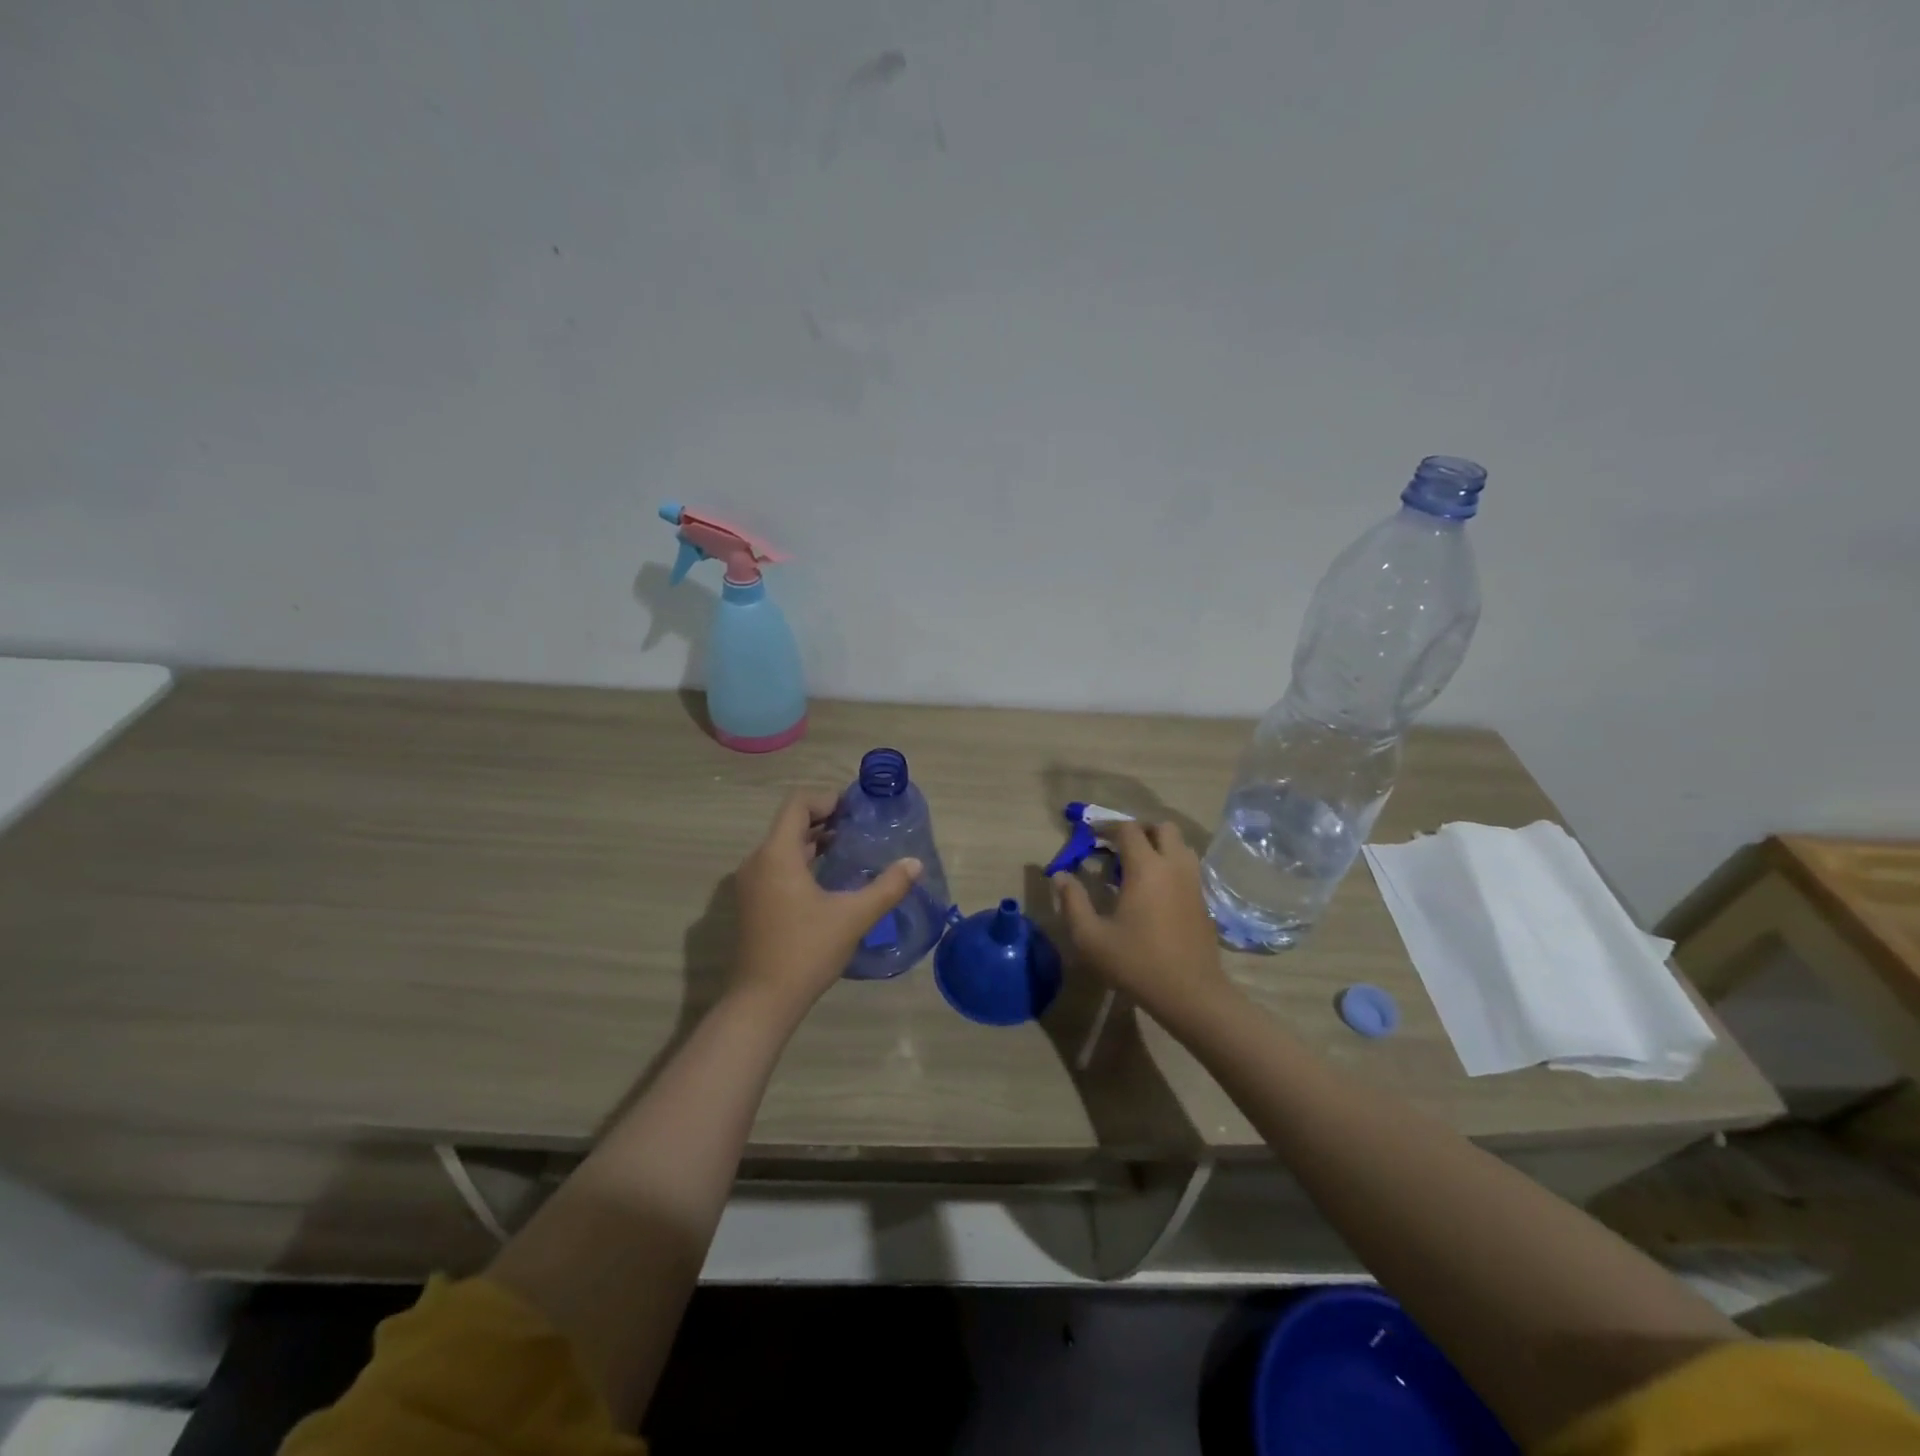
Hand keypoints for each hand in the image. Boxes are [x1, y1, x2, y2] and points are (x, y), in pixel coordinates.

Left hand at [729, 789, 921, 1016]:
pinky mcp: (752, 903)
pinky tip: (828, 879)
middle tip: (859, 827)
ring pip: (783, 847)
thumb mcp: (854, 917)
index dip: (826, 799)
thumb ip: (887, 887)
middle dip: (824, 819)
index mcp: (777, 855)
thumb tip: (915, 864)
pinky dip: (801, 861)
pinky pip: (777, 866)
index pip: (797, 804)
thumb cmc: (806, 951)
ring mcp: (751, 883)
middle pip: (789, 824)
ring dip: (813, 842)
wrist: (763, 1001)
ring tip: (848, 849)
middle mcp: (758, 861)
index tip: (855, 810)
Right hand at [1050, 821, 1232, 1022]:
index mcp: (1146, 868)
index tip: (1091, 836)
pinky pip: (1188, 866)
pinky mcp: (1203, 900)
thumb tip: (1061, 876)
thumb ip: (1073, 902)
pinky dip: (1171, 864)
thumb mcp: (1091, 937)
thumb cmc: (1136, 963)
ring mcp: (1193, 882)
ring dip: (1159, 845)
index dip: (1108, 826)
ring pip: (1181, 845)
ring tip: (1138, 864)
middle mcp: (1173, 866)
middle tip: (1118, 846)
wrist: (1191, 994)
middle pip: (1162, 828)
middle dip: (1139, 829)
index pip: (1128, 829)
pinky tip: (1155, 889)